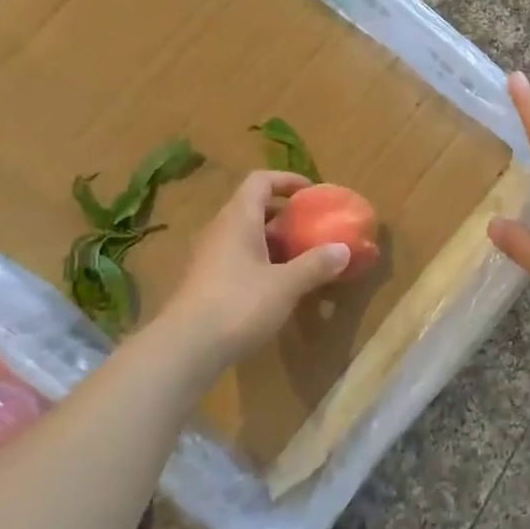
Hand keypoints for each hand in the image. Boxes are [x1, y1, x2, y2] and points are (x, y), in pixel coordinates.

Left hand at [161, 171, 350, 366]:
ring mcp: (209, 257)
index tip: (312, 192)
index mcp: (239, 219)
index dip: (287, 180)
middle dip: (284, 214)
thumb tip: (344, 249)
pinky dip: (261, 262)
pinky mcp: (206, 283)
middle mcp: (221, 231)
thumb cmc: (238, 305)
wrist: (185, 349)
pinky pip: (238, 259)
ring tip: (301, 257)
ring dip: (274, 241)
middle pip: (253, 208)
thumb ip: (315, 265)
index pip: (260, 181)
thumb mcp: (286, 285)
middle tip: (311, 228)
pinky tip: (278, 286)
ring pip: (246, 236)